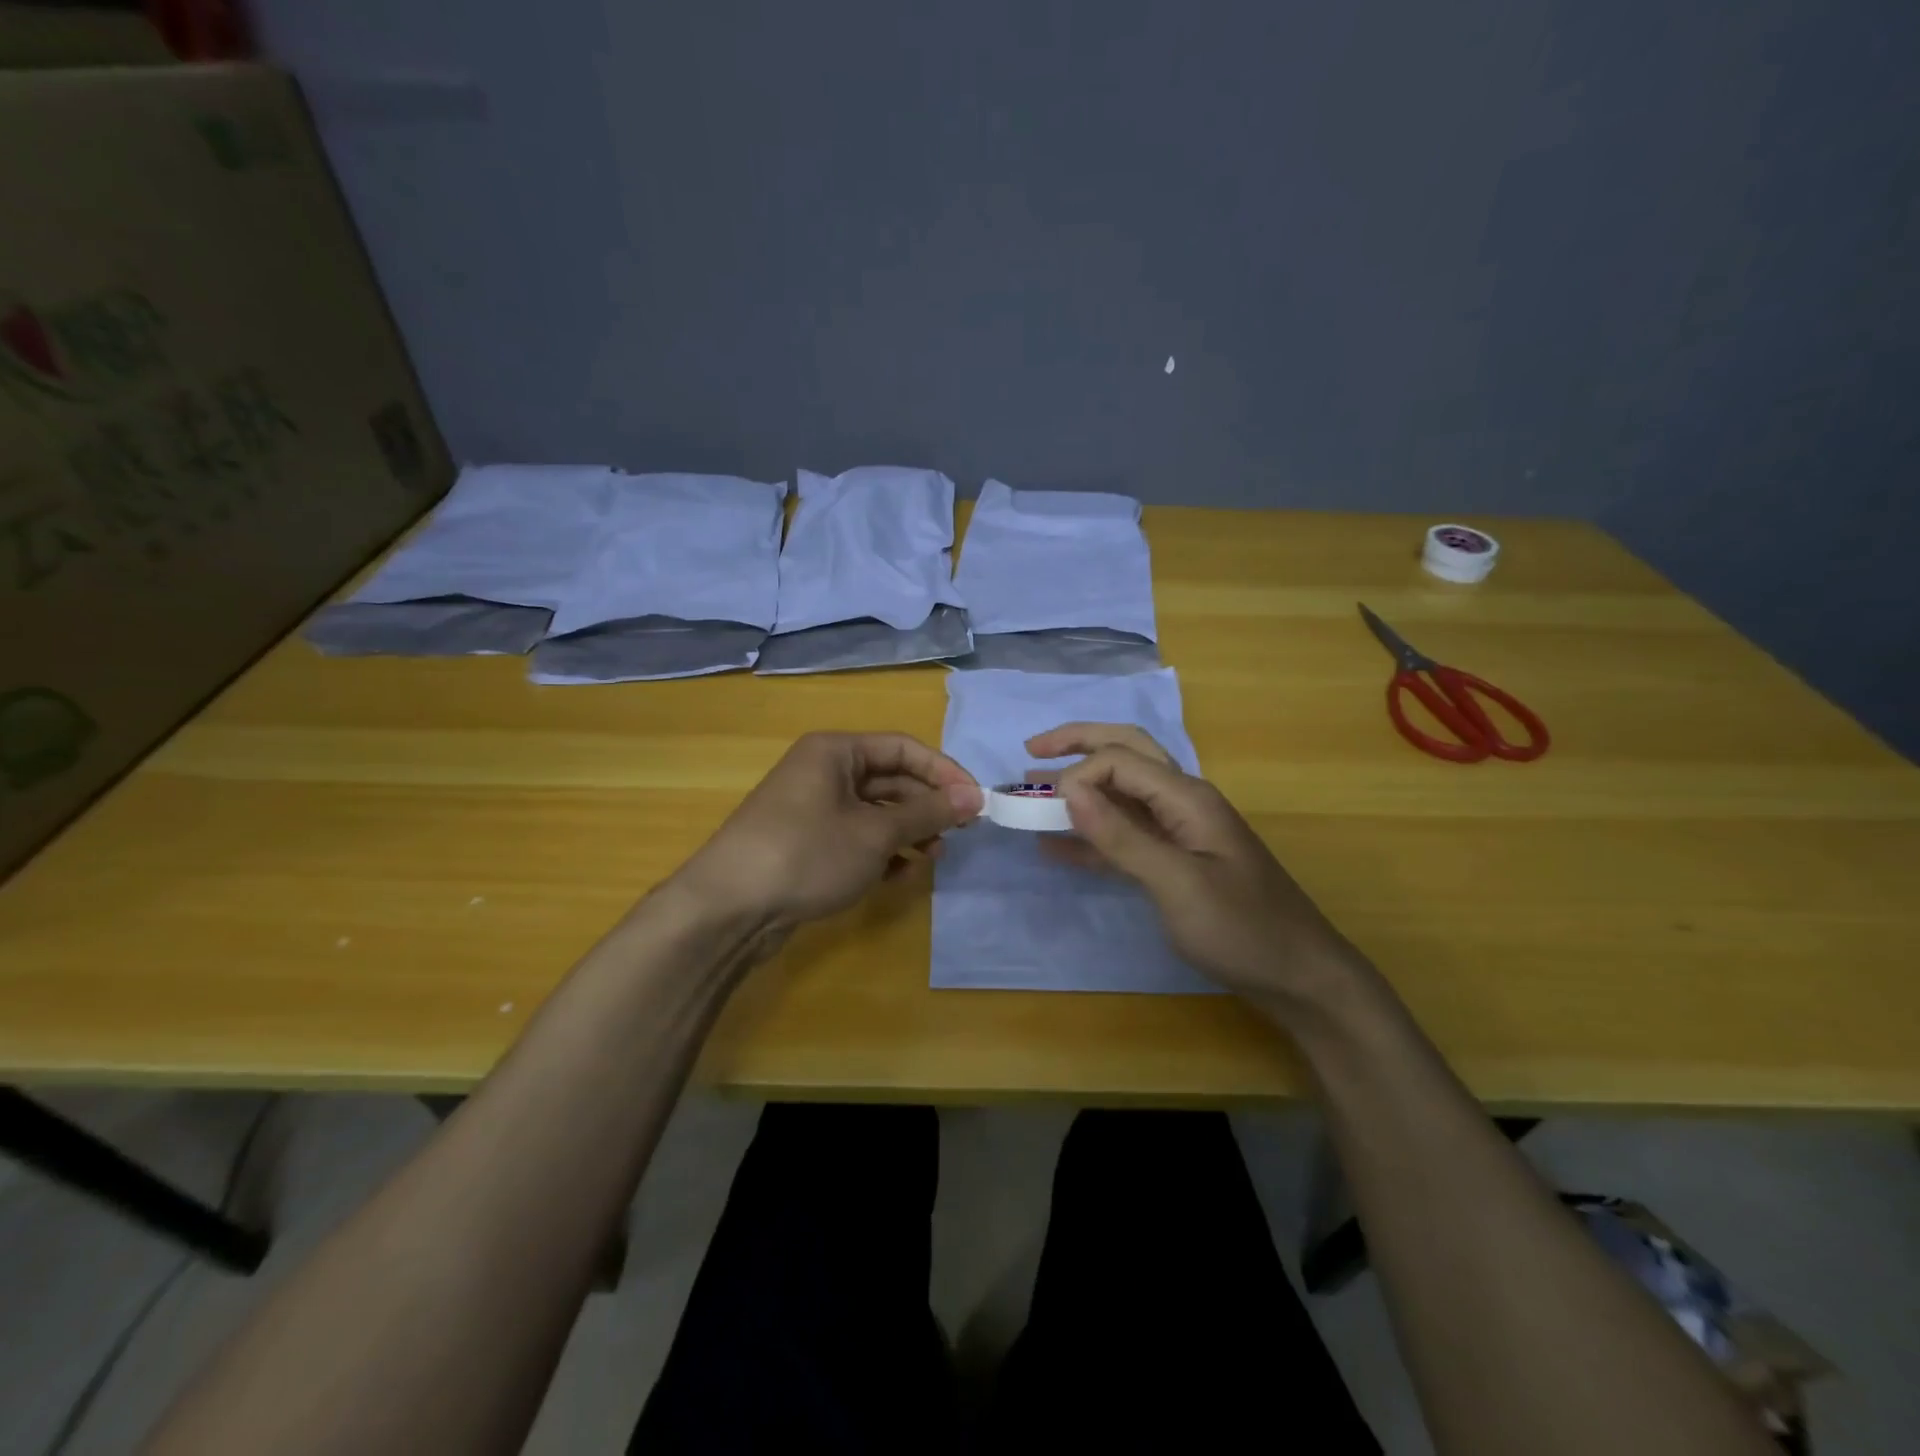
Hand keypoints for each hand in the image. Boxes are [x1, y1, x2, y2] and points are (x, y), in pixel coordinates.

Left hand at [673, 732, 982, 930]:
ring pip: (875, 812)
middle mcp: (823, 771)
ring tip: (931, 859)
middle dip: (926, 807)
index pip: (903, 748)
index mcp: (835, 751)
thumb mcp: (875, 833)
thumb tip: (974, 797)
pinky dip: (881, 852)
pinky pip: (856, 837)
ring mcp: (812, 808)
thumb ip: (927, 813)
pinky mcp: (806, 843)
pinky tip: (899, 876)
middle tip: (958, 835)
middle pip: (890, 780)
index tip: (976, 802)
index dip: (944, 772)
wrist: (728, 909)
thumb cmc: (807, 854)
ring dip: (907, 833)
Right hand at [1029, 723, 1364, 1011]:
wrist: (1297, 976)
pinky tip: (1056, 843)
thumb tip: (1069, 789)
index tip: (1046, 808)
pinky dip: (1091, 834)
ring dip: (1081, 786)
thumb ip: (1121, 836)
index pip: (1120, 760)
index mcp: (1187, 797)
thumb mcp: (1177, 883)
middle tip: (1032, 748)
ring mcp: (1179, 832)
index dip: (1077, 774)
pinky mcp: (1173, 861)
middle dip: (1079, 744)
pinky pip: (1124, 835)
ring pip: (1122, 793)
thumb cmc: (1241, 928)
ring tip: (1033, 787)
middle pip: (1126, 753)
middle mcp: (1182, 802)